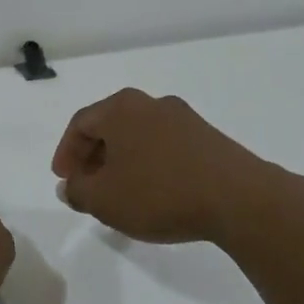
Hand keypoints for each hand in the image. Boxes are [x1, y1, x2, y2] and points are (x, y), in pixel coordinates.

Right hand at [51, 88, 294, 245]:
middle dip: (93, 156)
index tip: (64, 179)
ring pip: (139, 136)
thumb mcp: (104, 200)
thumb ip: (78, 191)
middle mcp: (151, 103)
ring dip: (122, 161)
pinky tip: (154, 193)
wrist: (239, 200)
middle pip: (110, 126)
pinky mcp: (209, 138)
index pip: (80, 123)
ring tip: (119, 193)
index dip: (66, 152)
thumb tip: (70, 186)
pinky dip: (149, 164)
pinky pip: (165, 146)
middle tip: (87, 185)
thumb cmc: (159, 193)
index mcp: (121, 108)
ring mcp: (184, 119)